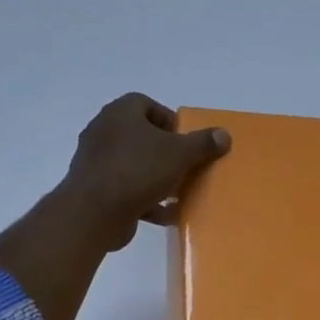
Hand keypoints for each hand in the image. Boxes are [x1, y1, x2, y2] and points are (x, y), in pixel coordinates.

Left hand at [0, 94, 230, 319]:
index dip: (169, 120)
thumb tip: (224, 134)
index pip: (146, 105)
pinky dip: (145, 200)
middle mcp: (104, 131)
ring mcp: (96, 161)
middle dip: (165, 151)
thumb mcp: (180, 154)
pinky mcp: (95, 189)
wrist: (94, 211)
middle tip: (185, 165)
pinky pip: (125, 189)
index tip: (185, 140)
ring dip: (156, 177)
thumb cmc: (138, 169)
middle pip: (141, 136)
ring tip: (178, 191)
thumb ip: (203, 143)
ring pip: (134, 164)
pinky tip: (166, 214)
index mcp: (120, 112)